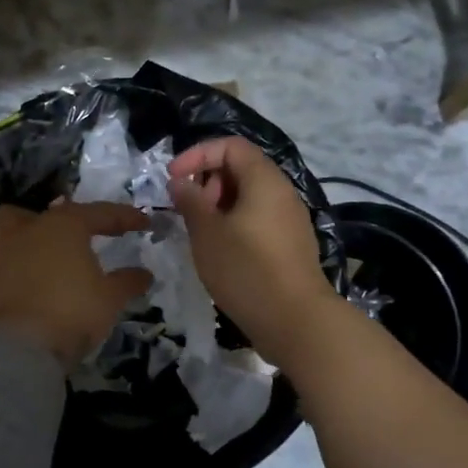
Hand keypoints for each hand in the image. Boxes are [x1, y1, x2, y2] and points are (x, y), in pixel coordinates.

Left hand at [0, 201, 152, 367]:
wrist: (24, 347)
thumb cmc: (74, 312)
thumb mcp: (111, 298)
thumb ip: (127, 282)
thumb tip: (144, 275)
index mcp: (64, 226)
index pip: (99, 213)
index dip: (124, 218)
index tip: (143, 224)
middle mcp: (28, 230)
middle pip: (44, 212)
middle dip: (61, 220)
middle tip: (78, 240)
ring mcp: (0, 253)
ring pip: (5, 225)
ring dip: (21, 233)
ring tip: (38, 252)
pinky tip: (8, 275)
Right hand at [168, 136, 336, 364]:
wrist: (295, 321)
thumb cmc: (246, 269)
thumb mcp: (208, 233)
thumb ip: (191, 201)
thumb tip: (181, 181)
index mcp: (264, 181)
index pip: (230, 146)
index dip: (197, 155)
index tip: (173, 179)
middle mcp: (281, 193)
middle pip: (241, 168)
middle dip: (207, 181)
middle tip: (188, 209)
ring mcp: (289, 220)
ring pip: (248, 196)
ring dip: (218, 205)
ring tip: (199, 232)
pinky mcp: (289, 245)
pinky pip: (257, 219)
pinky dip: (233, 223)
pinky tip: (219, 251)